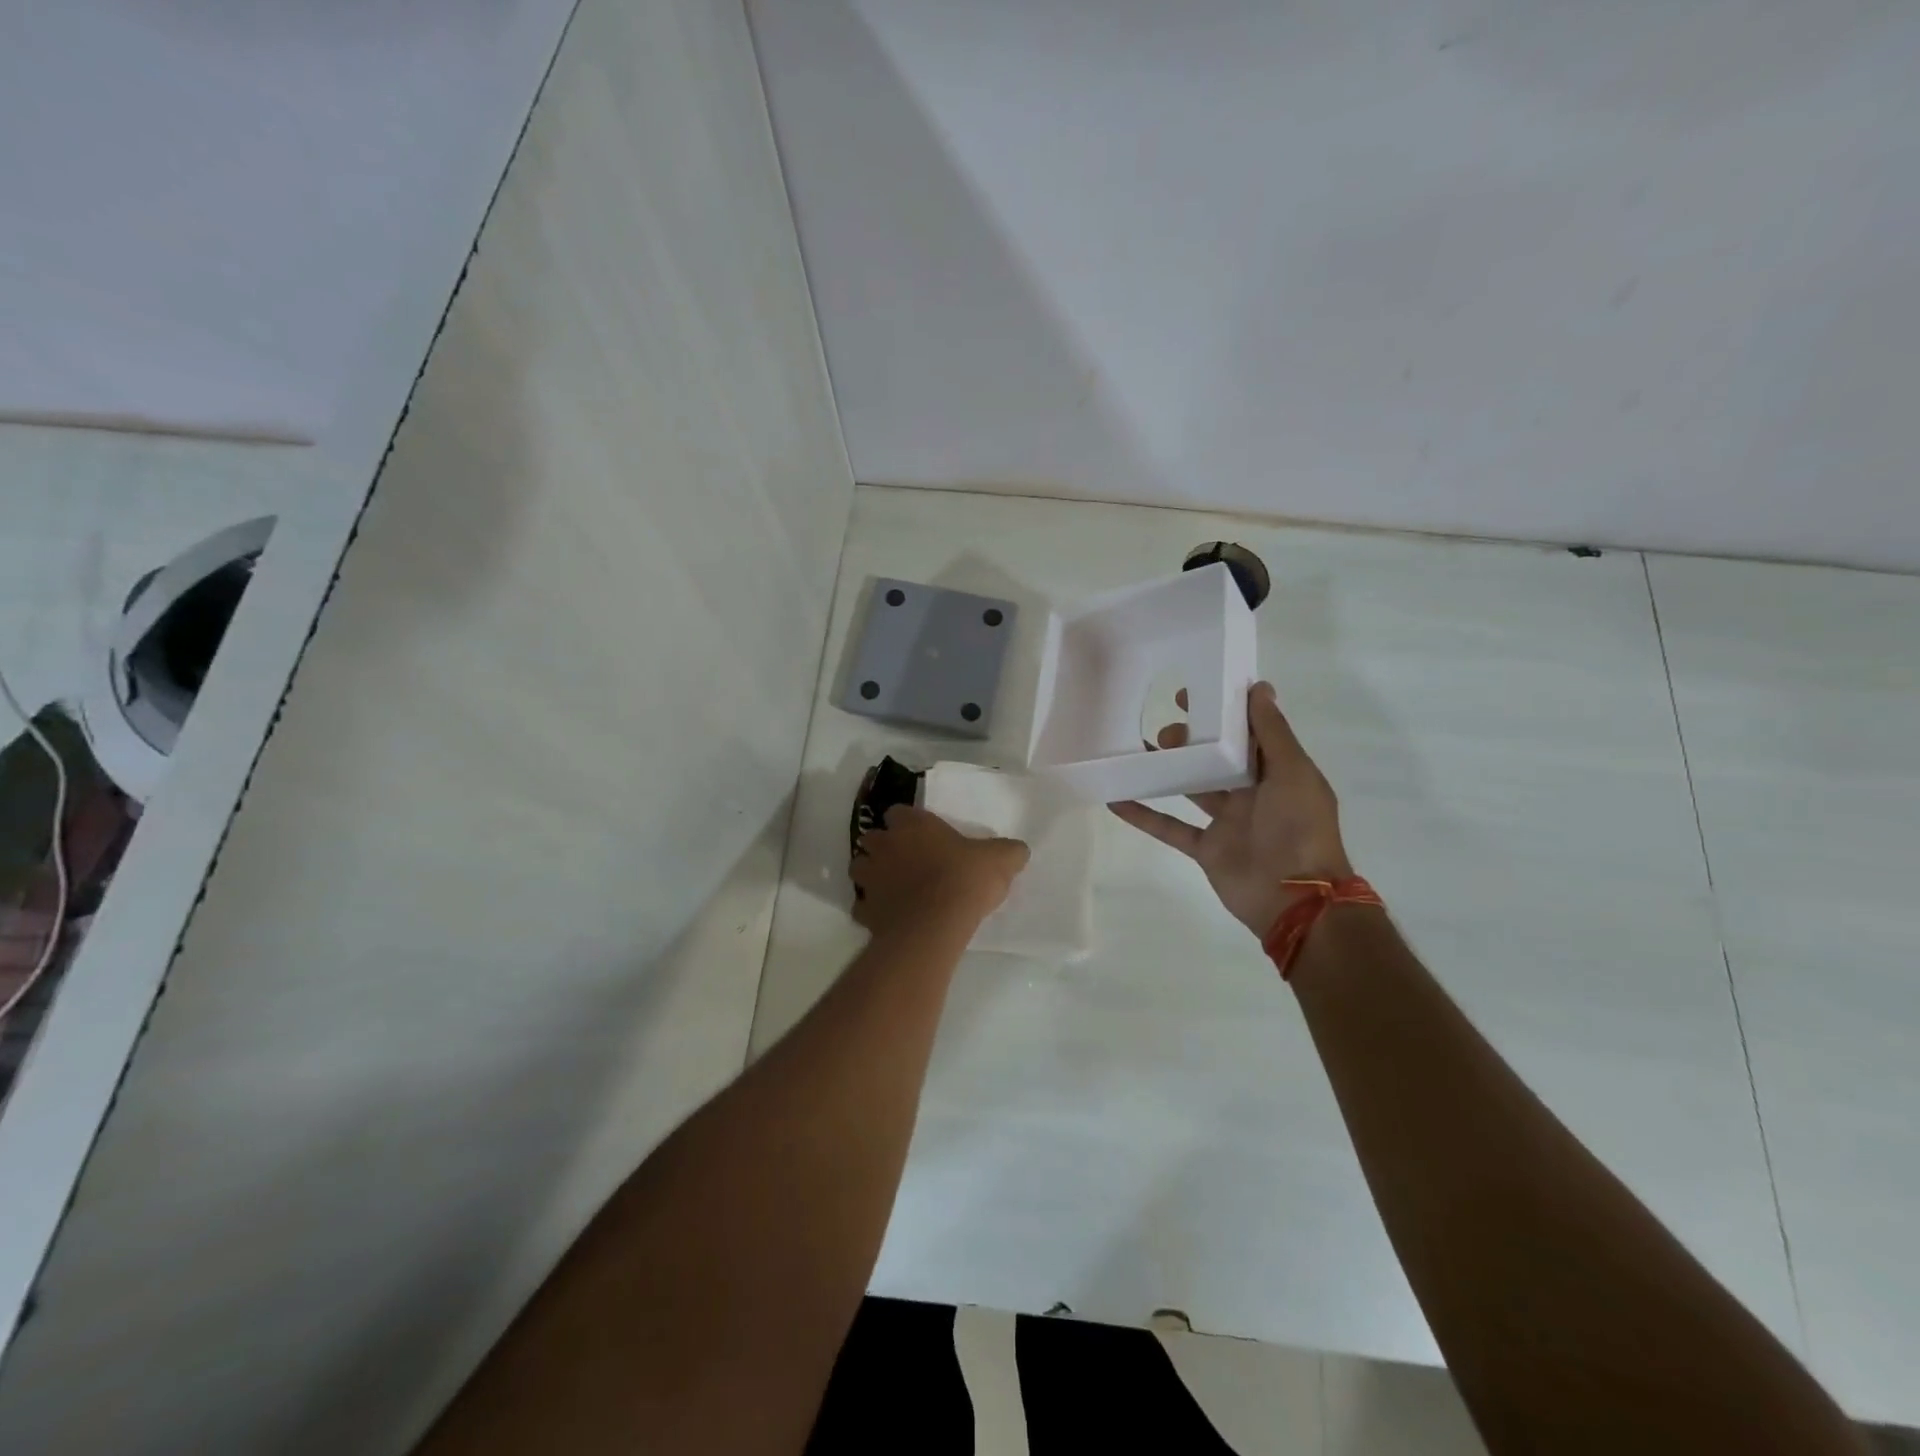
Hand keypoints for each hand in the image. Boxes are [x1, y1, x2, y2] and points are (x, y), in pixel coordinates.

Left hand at [852, 805, 1029, 937]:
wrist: (936, 924)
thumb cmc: (965, 880)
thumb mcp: (1000, 860)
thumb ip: (1008, 851)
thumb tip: (1019, 850)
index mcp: (913, 825)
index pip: (898, 812)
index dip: (907, 822)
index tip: (921, 834)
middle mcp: (886, 846)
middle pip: (872, 838)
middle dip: (883, 846)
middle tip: (905, 860)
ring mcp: (871, 878)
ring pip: (860, 868)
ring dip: (871, 874)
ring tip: (892, 886)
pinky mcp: (865, 910)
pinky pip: (862, 906)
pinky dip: (871, 909)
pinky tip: (888, 916)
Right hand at [1110, 681, 1351, 938]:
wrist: (1295, 900)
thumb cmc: (1299, 828)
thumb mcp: (1293, 773)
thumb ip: (1273, 733)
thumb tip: (1259, 687)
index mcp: (1277, 771)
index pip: (1248, 732)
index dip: (1223, 710)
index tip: (1194, 692)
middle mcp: (1252, 792)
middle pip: (1216, 757)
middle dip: (1191, 739)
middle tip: (1166, 728)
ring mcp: (1227, 821)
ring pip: (1191, 787)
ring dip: (1167, 769)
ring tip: (1140, 748)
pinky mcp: (1206, 848)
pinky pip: (1170, 827)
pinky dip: (1144, 815)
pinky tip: (1116, 798)